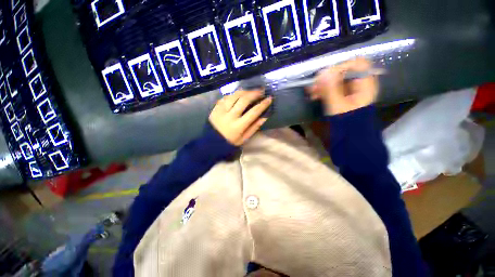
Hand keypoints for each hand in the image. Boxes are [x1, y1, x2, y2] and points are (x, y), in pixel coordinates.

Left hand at [209, 90, 271, 145]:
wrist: (211, 142)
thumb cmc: (230, 142)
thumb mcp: (244, 138)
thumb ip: (254, 127)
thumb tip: (264, 117)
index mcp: (238, 126)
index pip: (253, 112)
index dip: (263, 104)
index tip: (269, 98)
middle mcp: (230, 116)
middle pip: (244, 100)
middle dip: (254, 93)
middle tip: (261, 90)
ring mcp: (221, 110)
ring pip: (234, 95)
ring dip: (244, 91)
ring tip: (251, 91)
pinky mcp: (215, 108)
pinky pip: (226, 97)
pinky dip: (234, 95)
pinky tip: (238, 95)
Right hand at [307, 58, 378, 114]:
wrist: (349, 135)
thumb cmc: (346, 121)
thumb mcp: (337, 105)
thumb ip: (330, 88)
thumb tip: (322, 73)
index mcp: (365, 84)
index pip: (356, 64)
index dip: (341, 66)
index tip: (325, 74)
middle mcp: (359, 84)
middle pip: (344, 71)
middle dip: (327, 77)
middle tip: (314, 84)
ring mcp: (350, 90)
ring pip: (336, 80)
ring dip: (322, 84)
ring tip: (311, 91)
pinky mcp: (342, 95)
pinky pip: (332, 87)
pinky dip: (323, 90)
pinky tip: (314, 95)